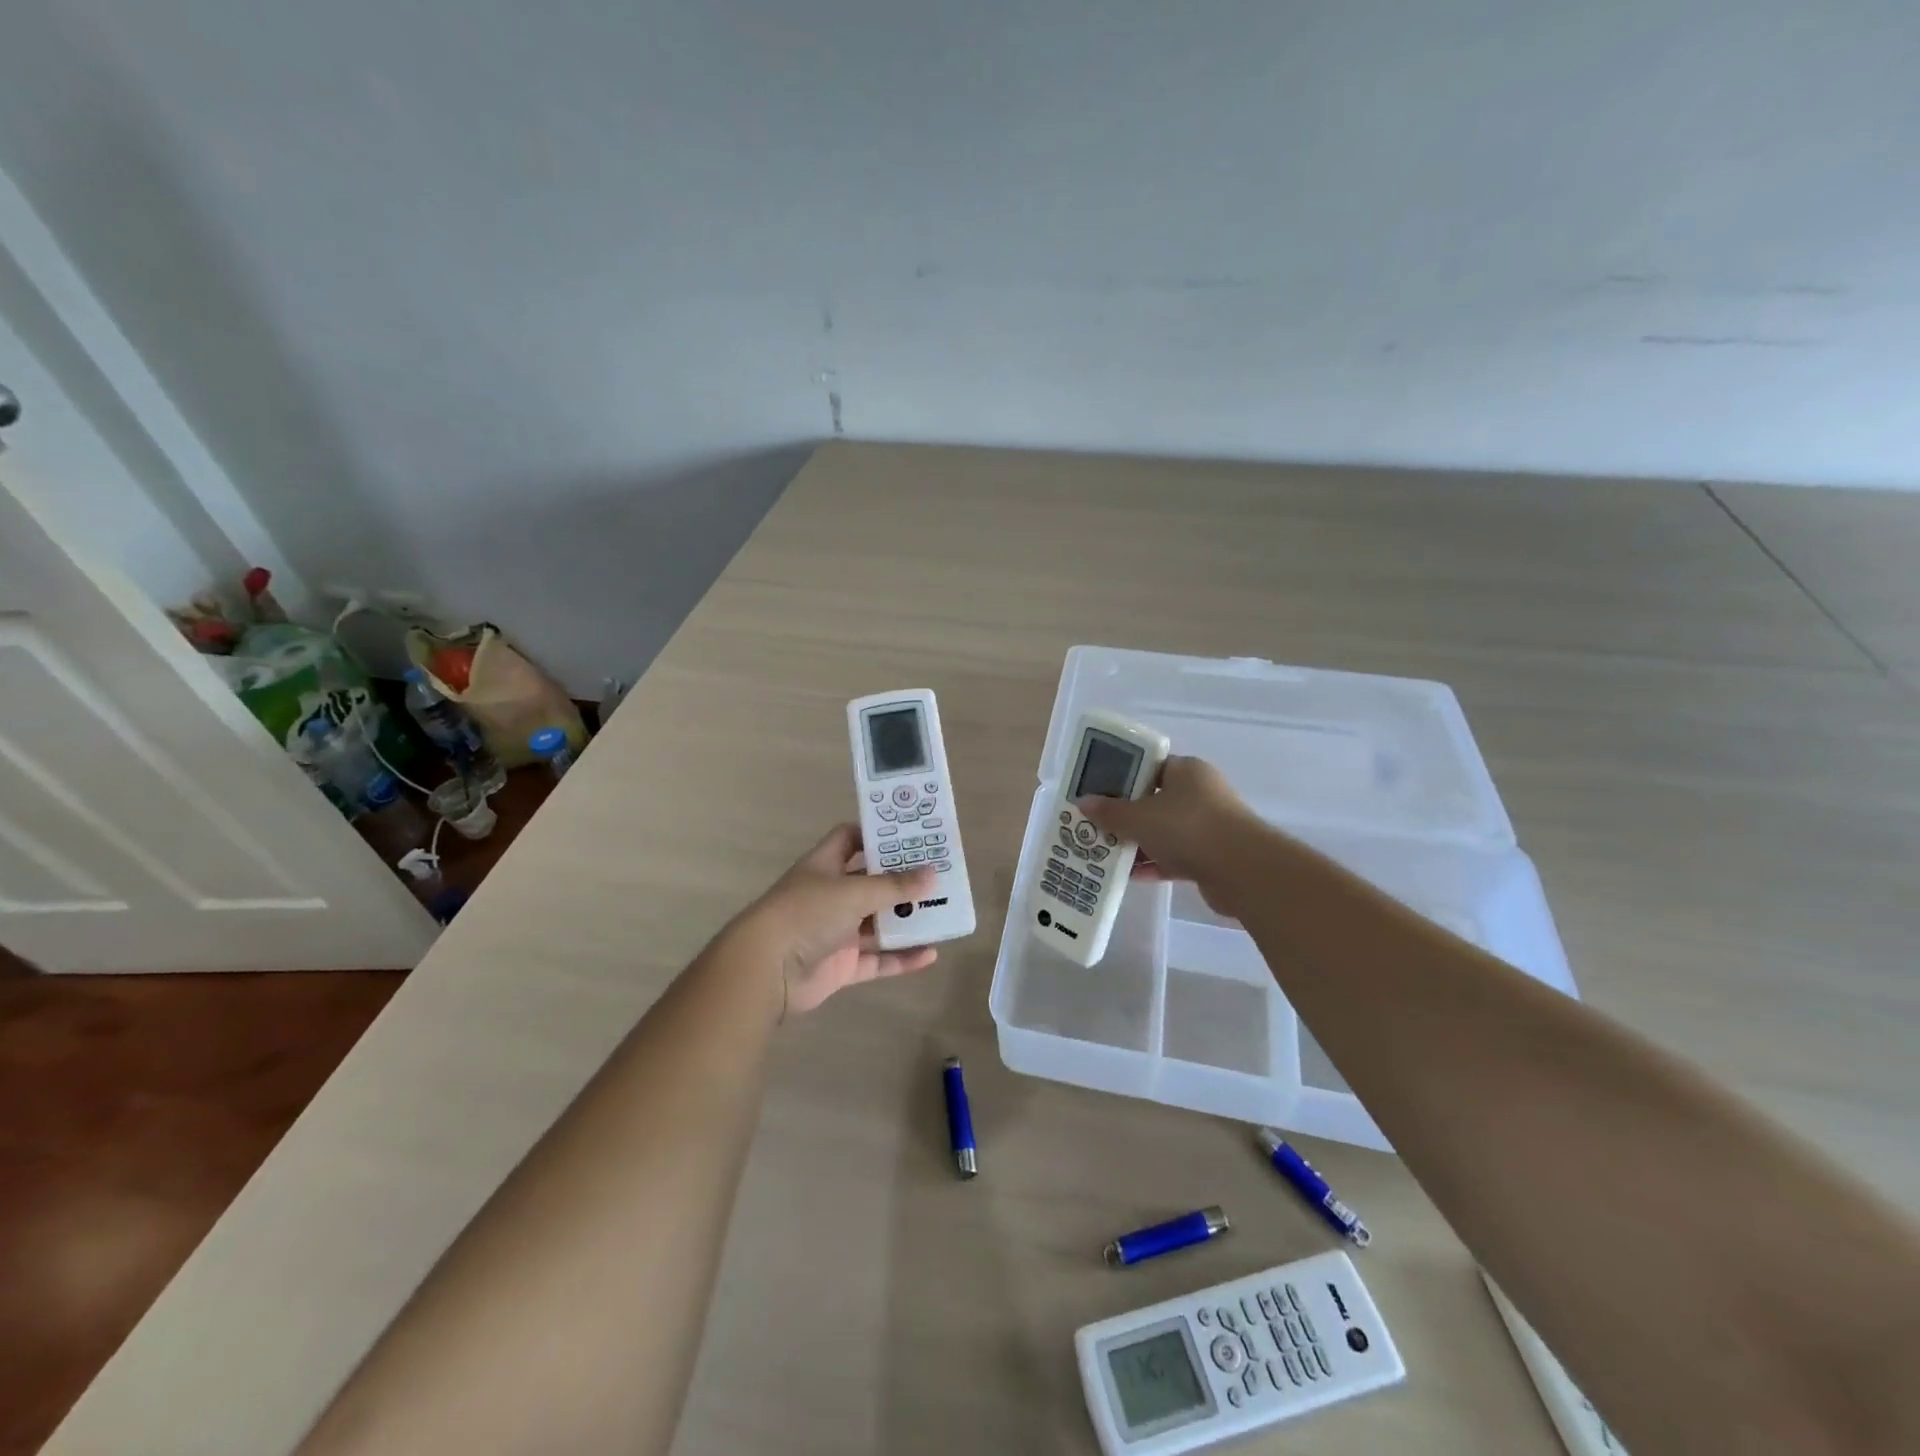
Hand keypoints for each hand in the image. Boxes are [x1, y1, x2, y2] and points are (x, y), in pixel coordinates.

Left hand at [734, 824, 940, 1017]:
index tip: (911, 834)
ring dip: (907, 920)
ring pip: (878, 923)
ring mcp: (836, 932)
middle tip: (940, 874)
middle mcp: (831, 895)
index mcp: (825, 866)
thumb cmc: (807, 913)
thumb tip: (932, 874)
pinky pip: (878, 960)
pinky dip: (902, 958)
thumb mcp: (854, 892)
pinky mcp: (842, 965)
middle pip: (871, 882)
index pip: (850, 839)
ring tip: (943, 912)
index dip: (877, 834)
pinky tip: (931, 954)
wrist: (767, 969)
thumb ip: (895, 886)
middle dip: (903, 880)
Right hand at [1077, 756, 1268, 915]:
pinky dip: (1154, 864)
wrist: (1243, 871)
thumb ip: (1110, 811)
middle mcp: (1199, 793)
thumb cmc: (1188, 828)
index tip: (1096, 792)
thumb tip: (1083, 803)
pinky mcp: (1211, 856)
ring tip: (1104, 853)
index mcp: (1186, 771)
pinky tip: (1129, 875)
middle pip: (1153, 800)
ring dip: (1137, 843)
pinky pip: (1174, 856)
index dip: (1120, 778)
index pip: (1148, 767)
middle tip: (1095, 825)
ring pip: (1163, 831)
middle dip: (1124, 815)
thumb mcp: (1139, 817)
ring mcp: (1208, 826)